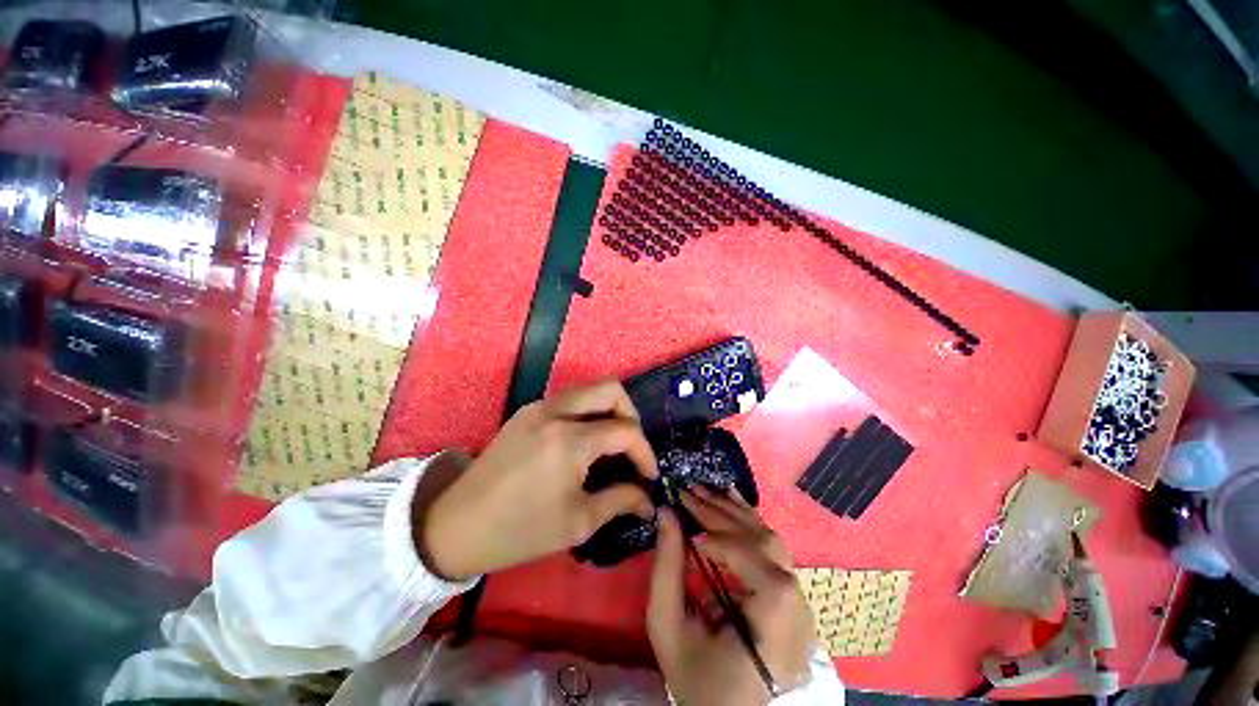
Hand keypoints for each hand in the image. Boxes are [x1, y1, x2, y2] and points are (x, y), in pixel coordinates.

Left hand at [420, 381, 657, 580]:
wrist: (456, 526)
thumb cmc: (520, 531)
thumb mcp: (578, 522)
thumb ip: (621, 501)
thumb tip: (649, 499)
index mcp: (570, 440)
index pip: (626, 430)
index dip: (645, 452)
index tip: (649, 476)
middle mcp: (556, 411)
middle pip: (611, 388)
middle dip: (631, 414)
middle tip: (632, 446)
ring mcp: (538, 407)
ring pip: (590, 389)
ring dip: (609, 411)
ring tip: (611, 444)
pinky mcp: (527, 411)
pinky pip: (569, 399)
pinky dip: (587, 413)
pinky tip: (584, 442)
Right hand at [648, 489, 814, 705]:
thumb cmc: (694, 675)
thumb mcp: (668, 626)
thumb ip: (666, 567)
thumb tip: (666, 512)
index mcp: (776, 632)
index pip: (764, 571)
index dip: (728, 544)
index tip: (691, 532)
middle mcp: (799, 614)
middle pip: (766, 546)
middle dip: (723, 515)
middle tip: (689, 492)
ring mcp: (800, 603)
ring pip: (771, 540)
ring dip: (734, 512)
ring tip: (704, 491)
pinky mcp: (791, 595)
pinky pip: (772, 549)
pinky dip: (747, 522)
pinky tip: (729, 499)